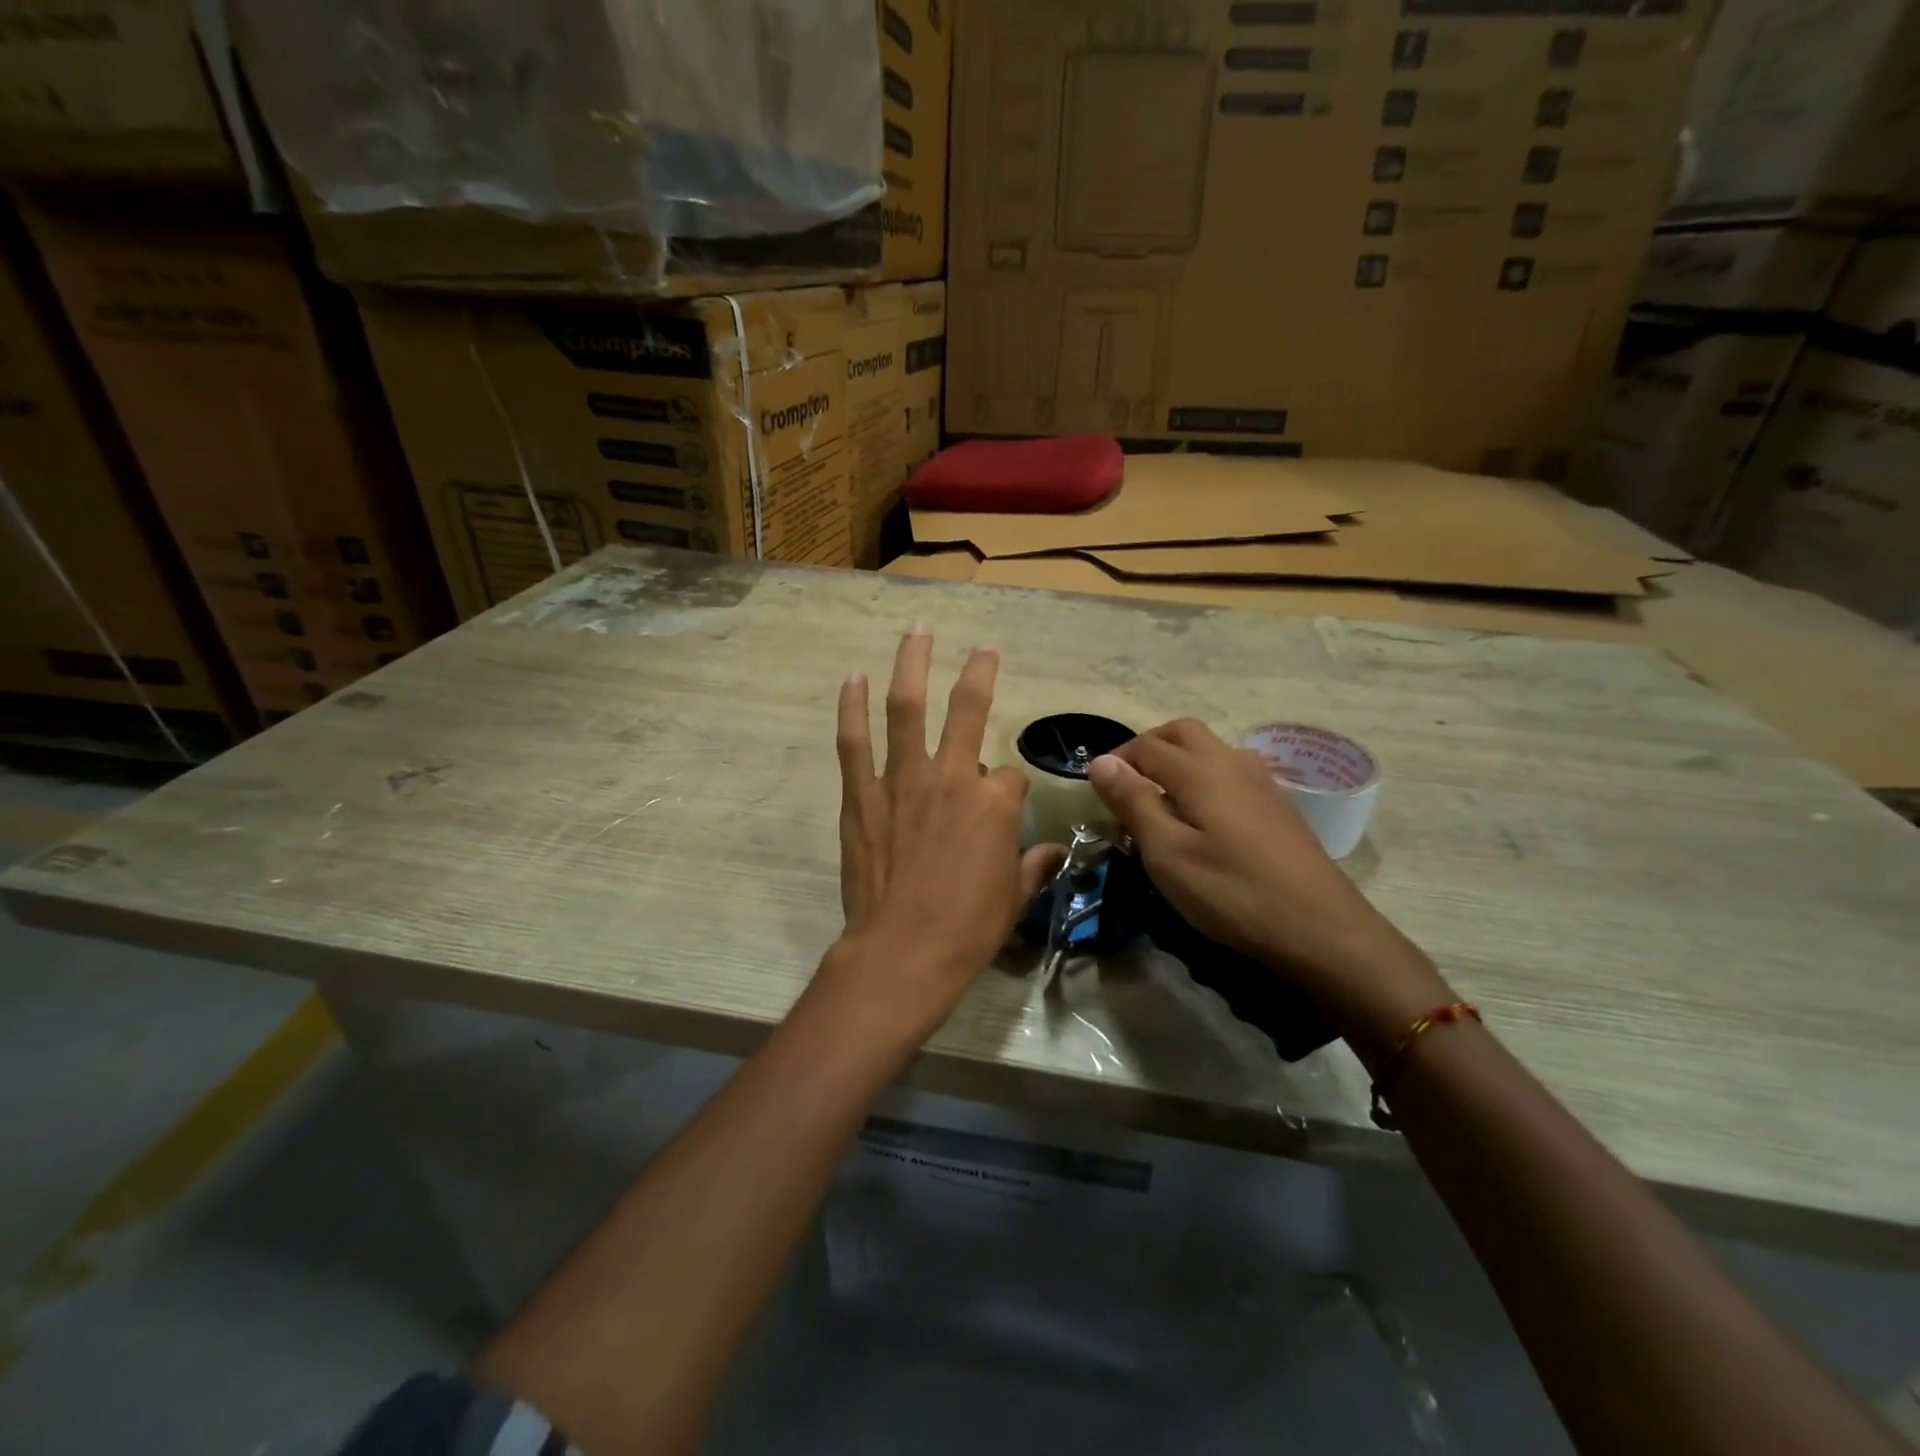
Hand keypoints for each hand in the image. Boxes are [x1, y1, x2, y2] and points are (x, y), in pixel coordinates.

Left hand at [823, 626, 1062, 1043]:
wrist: (902, 953)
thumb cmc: (967, 929)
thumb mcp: (1014, 899)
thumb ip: (1033, 867)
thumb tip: (1052, 852)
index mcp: (994, 804)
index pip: (1010, 776)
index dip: (1010, 790)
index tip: (1003, 808)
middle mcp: (952, 778)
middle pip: (967, 710)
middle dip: (979, 673)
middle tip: (982, 647)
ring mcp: (902, 781)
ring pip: (906, 709)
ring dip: (912, 664)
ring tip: (916, 630)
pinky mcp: (862, 796)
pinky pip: (854, 742)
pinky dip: (853, 708)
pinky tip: (854, 678)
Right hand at [1088, 720, 1451, 1051]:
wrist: (1320, 928)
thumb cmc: (1231, 891)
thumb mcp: (1167, 852)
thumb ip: (1133, 801)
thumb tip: (1100, 761)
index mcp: (1199, 769)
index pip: (1146, 746)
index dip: (1116, 760)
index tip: (1097, 789)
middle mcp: (1231, 762)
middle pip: (1181, 733)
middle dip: (1147, 748)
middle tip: (1125, 784)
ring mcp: (1260, 781)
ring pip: (1209, 750)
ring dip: (1176, 761)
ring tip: (1159, 802)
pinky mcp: (1277, 805)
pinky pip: (1229, 772)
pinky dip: (1203, 779)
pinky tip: (1201, 818)